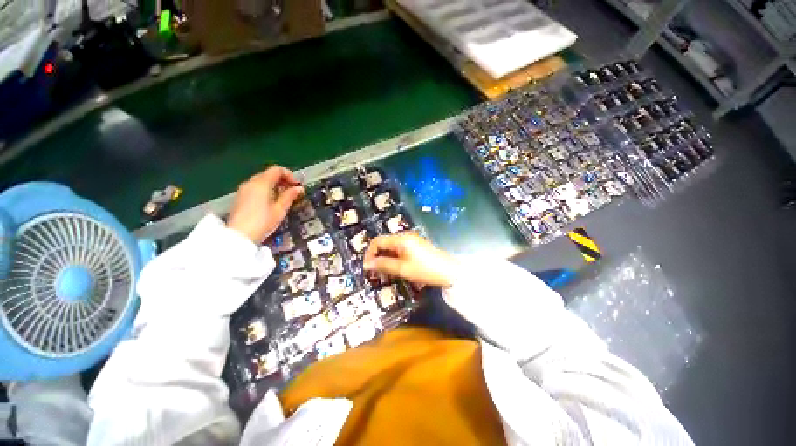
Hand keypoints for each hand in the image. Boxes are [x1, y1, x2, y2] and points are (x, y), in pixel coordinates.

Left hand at [227, 166, 303, 243]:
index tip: (296, 186)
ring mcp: (243, 190)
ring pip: (262, 181)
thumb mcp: (280, 209)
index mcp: (262, 183)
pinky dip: (266, 190)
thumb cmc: (262, 222)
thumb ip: (289, 196)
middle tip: (292, 192)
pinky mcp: (240, 197)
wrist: (239, 236)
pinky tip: (271, 203)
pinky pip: (255, 188)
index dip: (289, 175)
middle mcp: (251, 183)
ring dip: (274, 186)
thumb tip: (299, 188)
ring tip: (283, 198)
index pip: (277, 170)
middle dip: (282, 180)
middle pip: (268, 174)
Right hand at [363, 233, 457, 287]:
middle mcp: (405, 236)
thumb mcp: (402, 269)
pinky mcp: (416, 245)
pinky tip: (396, 268)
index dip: (369, 253)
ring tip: (384, 273)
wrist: (449, 271)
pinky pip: (400, 249)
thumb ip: (383, 265)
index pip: (377, 241)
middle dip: (377, 256)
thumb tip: (367, 264)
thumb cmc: (425, 270)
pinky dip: (394, 258)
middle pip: (384, 243)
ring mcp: (411, 240)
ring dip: (385, 258)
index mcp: (400, 239)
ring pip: (392, 247)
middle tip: (375, 272)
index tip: (367, 268)